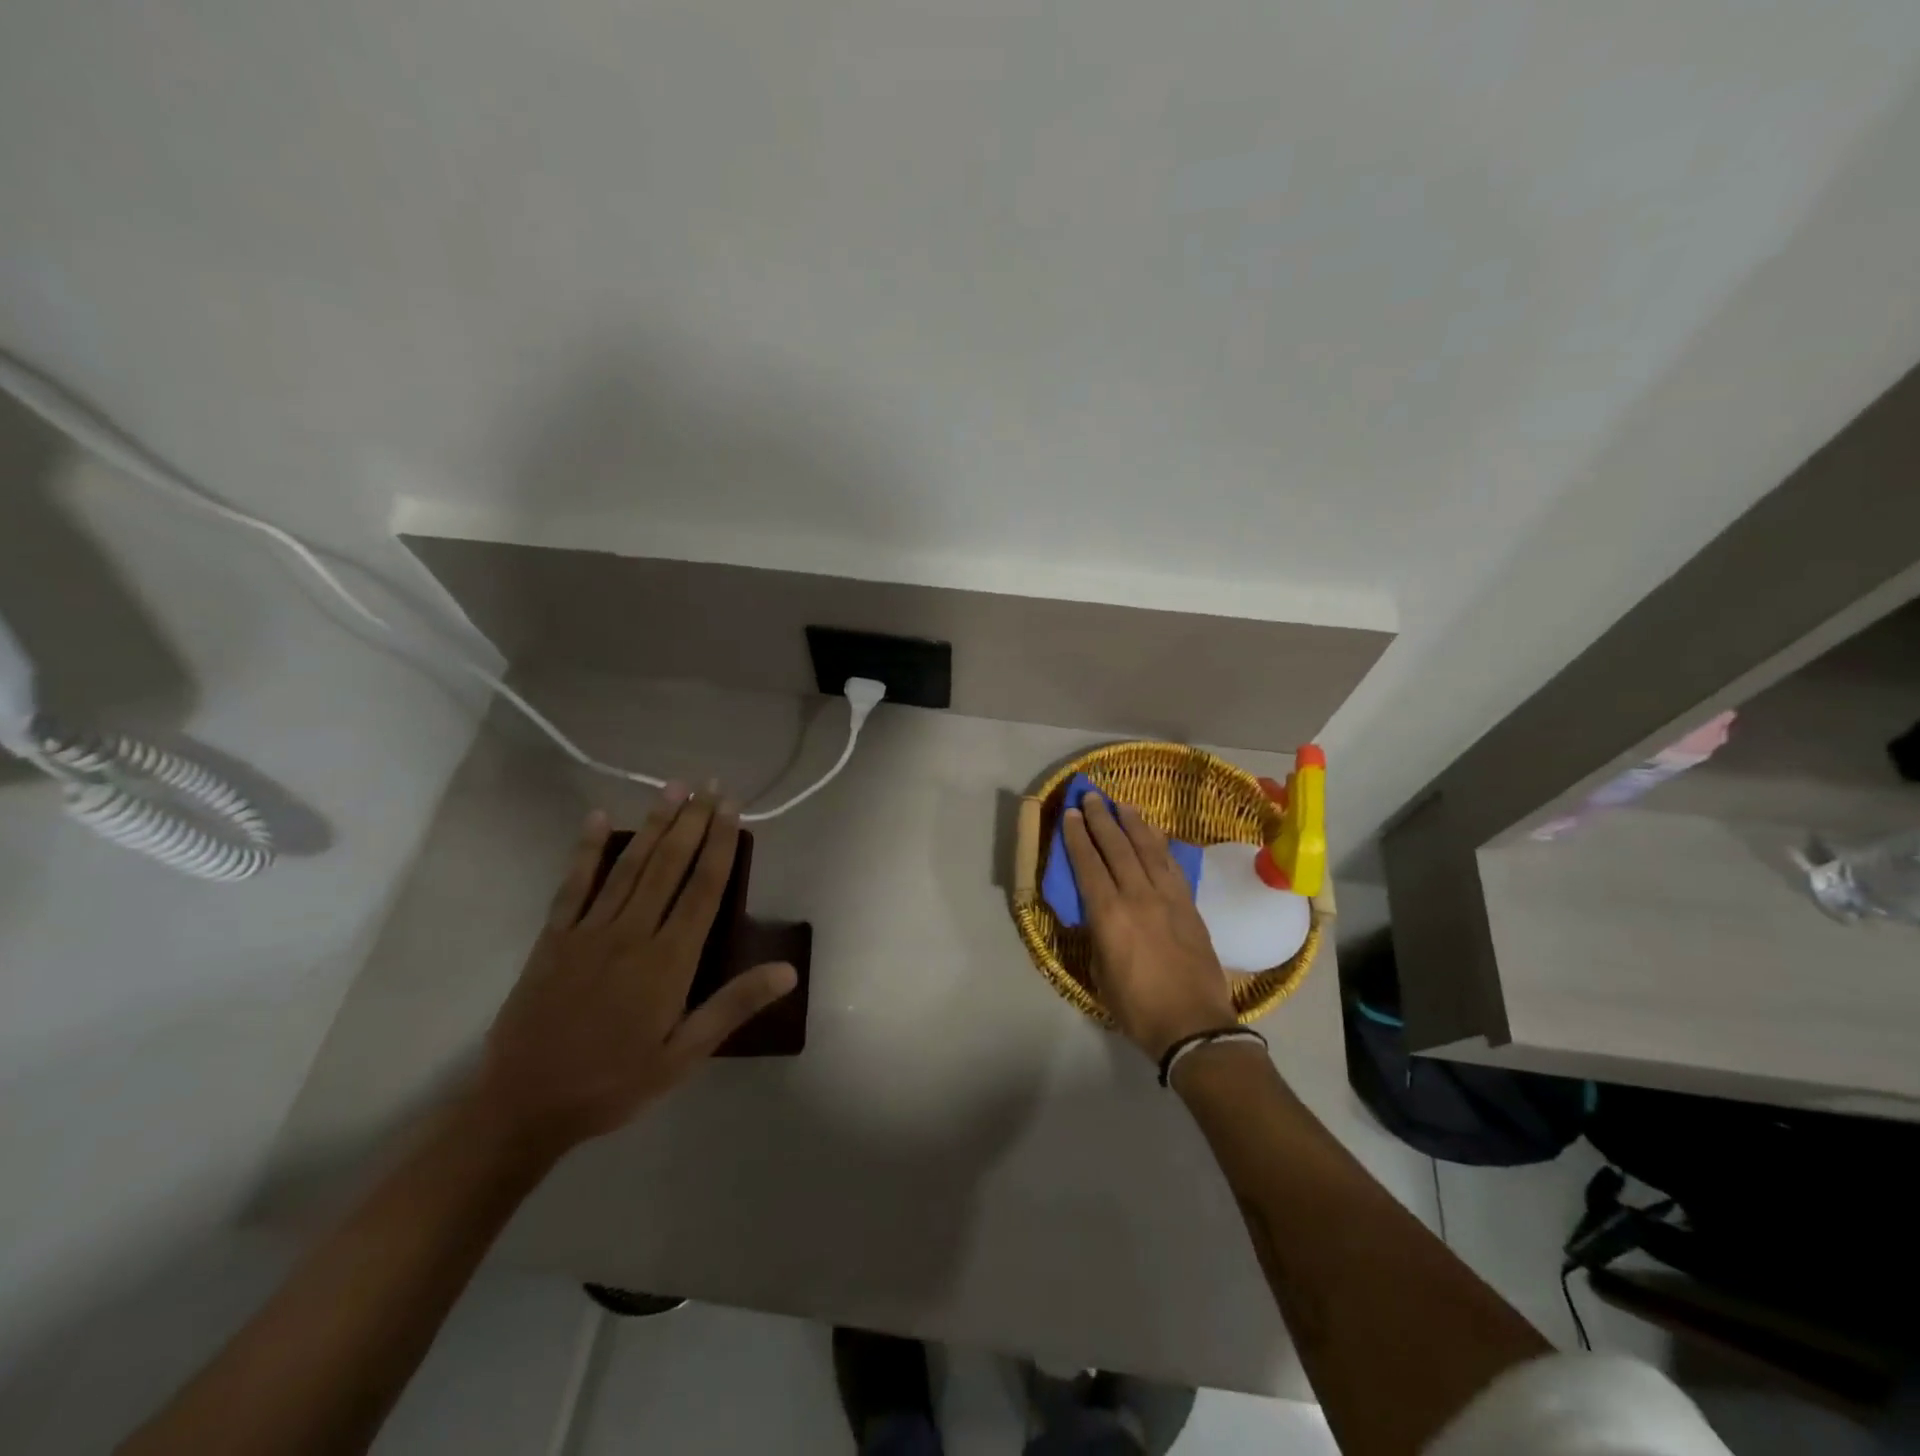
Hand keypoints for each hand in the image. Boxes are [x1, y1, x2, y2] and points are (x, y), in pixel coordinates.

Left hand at [469, 786, 797, 1157]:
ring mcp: (589, 931)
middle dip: (692, 821)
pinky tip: (596, 818)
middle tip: (709, 784)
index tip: (731, 808)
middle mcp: (632, 933)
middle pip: (668, 865)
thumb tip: (788, 969)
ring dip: (653, 824)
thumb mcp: (684, 1055)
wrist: (524, 1105)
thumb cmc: (614, 1082)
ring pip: (629, 865)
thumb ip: (733, 1006)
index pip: (703, 888)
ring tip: (672, 788)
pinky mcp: (554, 938)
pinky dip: (585, 850)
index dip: (719, 843)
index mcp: (668, 960)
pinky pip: (573, 885)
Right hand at [1062, 792, 1237, 1059]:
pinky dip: (1160, 845)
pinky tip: (1154, 834)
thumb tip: (1097, 913)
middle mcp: (1138, 896)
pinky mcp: (1189, 905)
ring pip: (1148, 849)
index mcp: (1109, 915)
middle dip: (1102, 819)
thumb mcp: (1101, 972)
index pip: (1089, 865)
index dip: (1078, 837)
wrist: (1194, 1025)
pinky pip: (1172, 865)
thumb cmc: (1137, 1007)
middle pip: (1117, 847)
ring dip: (1133, 824)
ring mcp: (1168, 898)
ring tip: (1122, 805)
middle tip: (1091, 797)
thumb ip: (1098, 934)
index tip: (1072, 814)